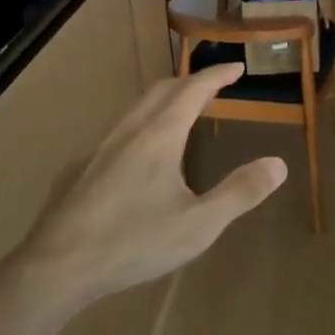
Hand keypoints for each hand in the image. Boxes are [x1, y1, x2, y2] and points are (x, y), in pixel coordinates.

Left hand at [18, 64, 286, 302]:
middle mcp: (128, 132)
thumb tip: (279, 164)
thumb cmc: (133, 243)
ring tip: (181, 115)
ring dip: (163, 101)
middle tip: (213, 86)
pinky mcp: (79, 169)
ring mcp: (98, 148)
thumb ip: (240, 193)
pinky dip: (141, 125)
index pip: (193, 90)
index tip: (236, 67)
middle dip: (190, 82)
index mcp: (159, 136)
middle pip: (161, 91)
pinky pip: (117, 132)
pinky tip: (138, 157)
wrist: (55, 267)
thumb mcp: (198, 225)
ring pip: (135, 109)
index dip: (216, 75)